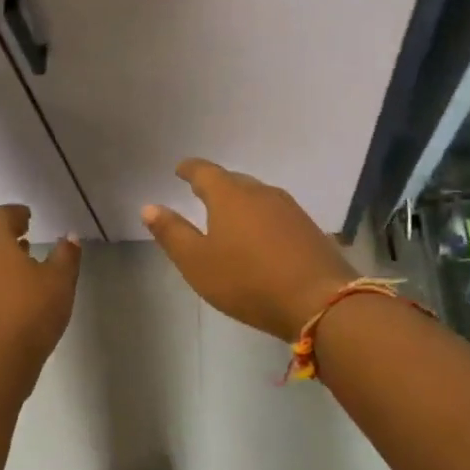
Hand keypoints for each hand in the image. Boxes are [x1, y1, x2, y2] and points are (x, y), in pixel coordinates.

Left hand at [0, 205, 81, 364]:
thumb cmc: (31, 310)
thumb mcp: (59, 280)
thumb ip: (66, 254)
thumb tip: (69, 237)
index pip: (0, 216)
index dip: (15, 213)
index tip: (29, 216)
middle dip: (9, 234)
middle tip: (29, 234)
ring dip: (6, 257)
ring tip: (29, 262)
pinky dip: (3, 278)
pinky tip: (22, 292)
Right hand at [141, 159, 355, 341]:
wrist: (320, 300)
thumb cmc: (247, 281)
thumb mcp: (197, 262)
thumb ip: (172, 233)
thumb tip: (149, 207)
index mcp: (230, 196)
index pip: (205, 171)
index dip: (190, 169)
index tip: (180, 169)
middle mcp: (260, 193)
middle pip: (233, 181)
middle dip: (215, 184)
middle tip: (200, 192)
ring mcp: (289, 209)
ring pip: (257, 196)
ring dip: (241, 201)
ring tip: (229, 214)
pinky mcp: (308, 228)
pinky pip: (276, 213)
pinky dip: (261, 218)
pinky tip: (260, 235)